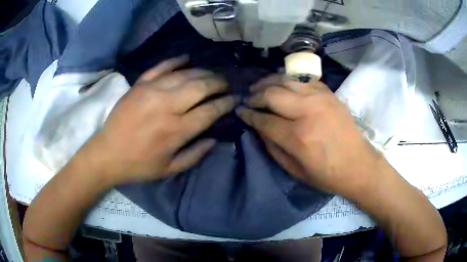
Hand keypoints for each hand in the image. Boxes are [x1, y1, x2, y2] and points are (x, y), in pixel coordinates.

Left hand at [84, 56, 236, 185]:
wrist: (107, 154)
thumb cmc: (139, 165)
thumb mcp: (170, 169)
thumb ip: (196, 154)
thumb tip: (214, 138)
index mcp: (176, 130)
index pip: (210, 110)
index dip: (226, 103)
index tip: (235, 99)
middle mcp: (167, 106)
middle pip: (201, 86)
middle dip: (219, 83)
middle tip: (226, 83)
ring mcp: (152, 91)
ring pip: (185, 74)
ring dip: (203, 72)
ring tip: (212, 74)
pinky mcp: (139, 85)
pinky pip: (161, 66)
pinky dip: (176, 60)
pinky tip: (187, 58)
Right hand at [237, 75, 381, 196]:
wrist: (358, 165)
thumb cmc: (327, 174)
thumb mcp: (294, 170)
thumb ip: (272, 147)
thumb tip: (258, 127)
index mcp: (298, 137)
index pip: (264, 119)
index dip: (249, 115)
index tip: (240, 111)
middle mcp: (308, 112)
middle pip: (272, 94)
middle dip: (255, 95)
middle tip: (248, 98)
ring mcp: (321, 99)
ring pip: (286, 80)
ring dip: (269, 82)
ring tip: (260, 86)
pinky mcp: (330, 94)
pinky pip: (304, 80)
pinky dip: (289, 80)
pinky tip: (283, 85)